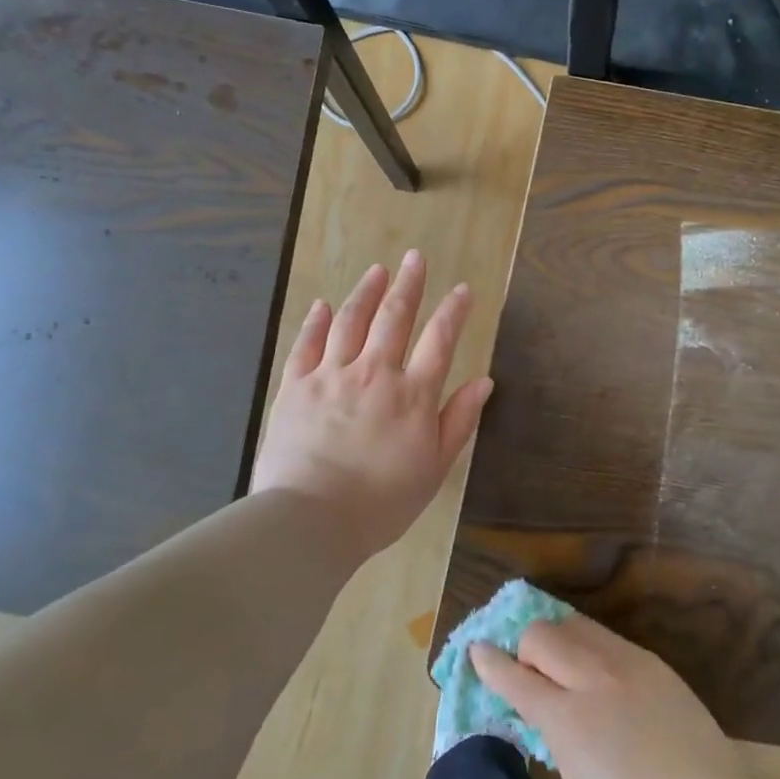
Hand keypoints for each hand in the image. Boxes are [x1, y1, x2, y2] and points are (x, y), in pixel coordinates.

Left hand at [251, 251, 492, 561]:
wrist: (310, 521)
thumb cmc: (382, 502)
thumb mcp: (435, 468)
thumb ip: (459, 420)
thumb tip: (484, 381)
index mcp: (413, 395)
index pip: (440, 340)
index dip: (454, 311)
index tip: (462, 289)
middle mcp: (375, 373)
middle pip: (395, 317)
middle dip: (409, 284)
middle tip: (415, 257)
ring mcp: (331, 375)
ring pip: (352, 321)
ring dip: (367, 291)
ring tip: (377, 270)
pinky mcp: (295, 386)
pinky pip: (307, 343)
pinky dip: (317, 321)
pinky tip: (324, 304)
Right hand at [471, 615, 758, 778]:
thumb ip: (556, 734)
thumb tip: (546, 708)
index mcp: (569, 717)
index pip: (516, 677)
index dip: (491, 663)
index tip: (476, 650)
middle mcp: (593, 676)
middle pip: (542, 634)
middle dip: (524, 647)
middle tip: (528, 670)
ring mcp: (626, 660)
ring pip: (574, 623)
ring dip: (557, 638)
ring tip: (560, 663)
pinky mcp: (650, 658)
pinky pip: (606, 636)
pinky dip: (588, 645)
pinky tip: (594, 669)